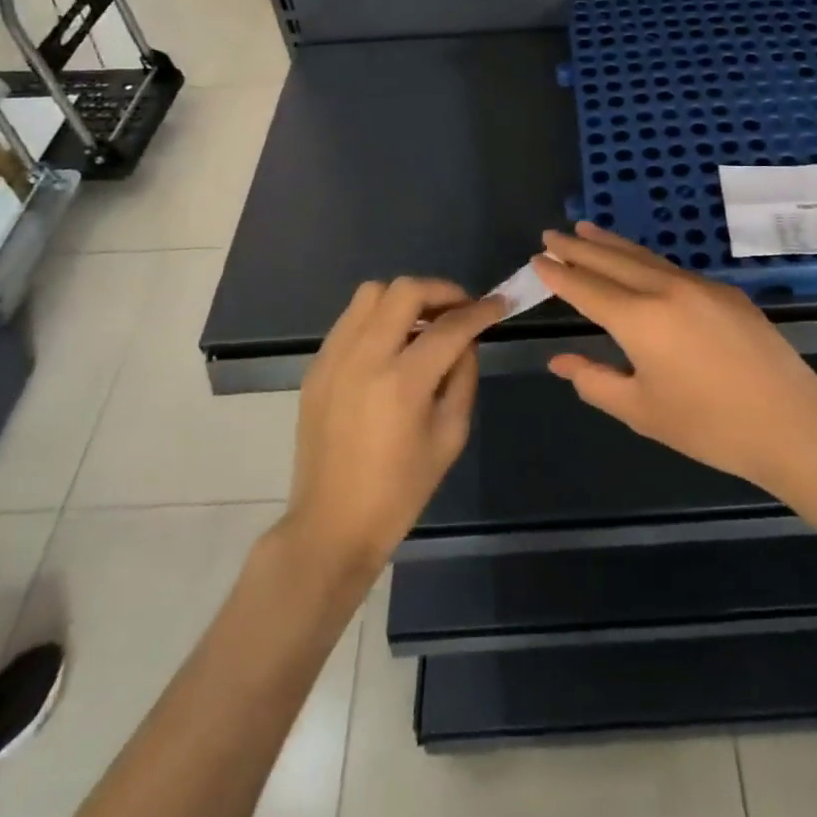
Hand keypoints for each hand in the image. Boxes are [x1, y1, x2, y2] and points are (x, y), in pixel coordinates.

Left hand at [283, 278, 505, 580]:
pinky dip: (378, 318)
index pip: (450, 327)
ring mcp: (334, 358)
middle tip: (460, 309)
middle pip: (405, 291)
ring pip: (371, 293)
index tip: (499, 304)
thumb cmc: (400, 491)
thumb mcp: (449, 436)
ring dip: (405, 299)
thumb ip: (463, 377)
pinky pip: (351, 319)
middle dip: (441, 291)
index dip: (481, 311)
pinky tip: (392, 344)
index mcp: (402, 383)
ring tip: (424, 323)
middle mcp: (364, 358)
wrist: (331, 525)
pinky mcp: (317, 366)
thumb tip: (466, 339)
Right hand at [532, 223, 816, 499]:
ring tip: (585, 229)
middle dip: (579, 247)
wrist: (791, 422)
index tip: (537, 259)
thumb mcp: (641, 411)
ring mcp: (699, 286)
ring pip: (644, 257)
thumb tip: (560, 360)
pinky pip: (672, 267)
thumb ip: (595, 381)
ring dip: (611, 244)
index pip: (587, 288)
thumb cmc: (709, 426)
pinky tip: (638, 262)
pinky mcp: (725, 292)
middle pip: (612, 260)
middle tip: (552, 234)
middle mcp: (666, 290)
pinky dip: (644, 259)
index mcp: (640, 319)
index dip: (559, 274)